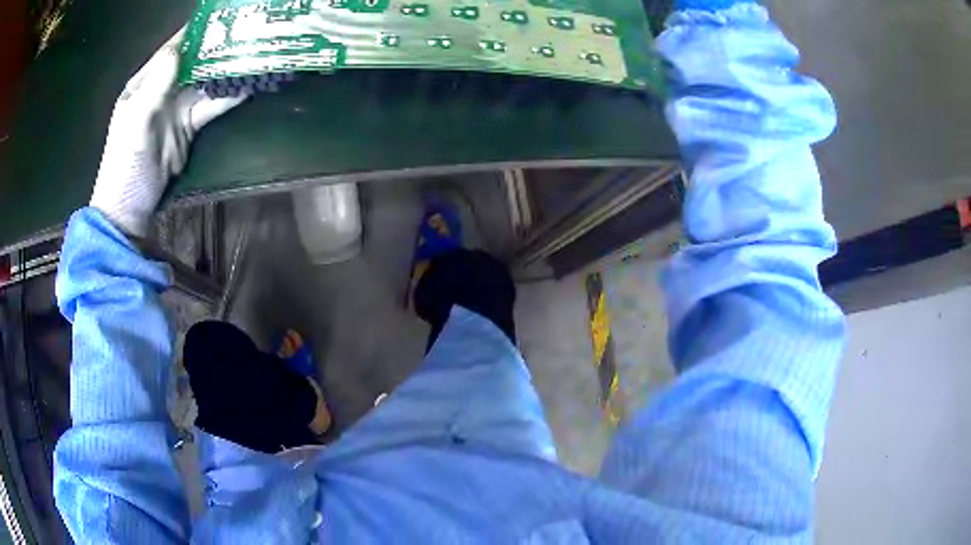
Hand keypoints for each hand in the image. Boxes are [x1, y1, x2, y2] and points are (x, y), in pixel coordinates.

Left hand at [89, 28, 246, 236]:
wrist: (130, 210)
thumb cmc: (125, 166)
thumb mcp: (136, 125)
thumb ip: (155, 87)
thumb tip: (178, 49)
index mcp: (144, 84)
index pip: (172, 50)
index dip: (195, 33)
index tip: (221, 17)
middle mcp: (162, 90)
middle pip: (193, 62)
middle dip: (217, 48)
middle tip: (247, 32)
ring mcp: (176, 108)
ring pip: (205, 82)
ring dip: (226, 71)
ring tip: (254, 53)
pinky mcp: (189, 127)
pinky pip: (211, 106)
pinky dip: (228, 97)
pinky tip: (247, 85)